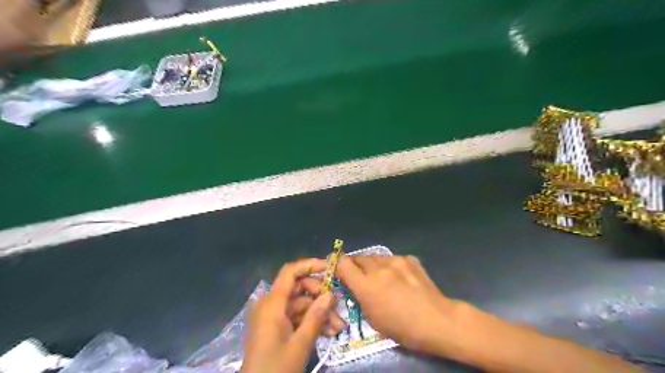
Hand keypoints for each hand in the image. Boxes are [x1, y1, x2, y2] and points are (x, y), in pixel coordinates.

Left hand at [243, 258, 348, 372]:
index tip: (330, 268)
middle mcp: (270, 304)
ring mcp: (272, 316)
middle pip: (298, 288)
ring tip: (338, 326)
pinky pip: (295, 317)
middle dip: (320, 296)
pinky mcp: (275, 327)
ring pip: (300, 304)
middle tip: (338, 308)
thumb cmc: (276, 369)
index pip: (290, 272)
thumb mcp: (300, 344)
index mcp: (272, 303)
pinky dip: (310, 322)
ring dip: (319, 313)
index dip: (310, 265)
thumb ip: (316, 316)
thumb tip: (331, 294)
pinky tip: (328, 332)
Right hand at [338, 255, 457, 354]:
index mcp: (366, 285)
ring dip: (374, 265)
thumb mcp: (372, 319)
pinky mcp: (409, 258)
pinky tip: (401, 278)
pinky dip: (392, 266)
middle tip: (362, 277)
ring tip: (384, 278)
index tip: (340, 271)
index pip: (342, 263)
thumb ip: (360, 297)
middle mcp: (378, 268)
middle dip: (357, 266)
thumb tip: (355, 285)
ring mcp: (395, 260)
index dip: (338, 266)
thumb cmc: (402, 328)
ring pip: (376, 257)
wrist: (437, 320)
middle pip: (359, 258)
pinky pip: (393, 259)